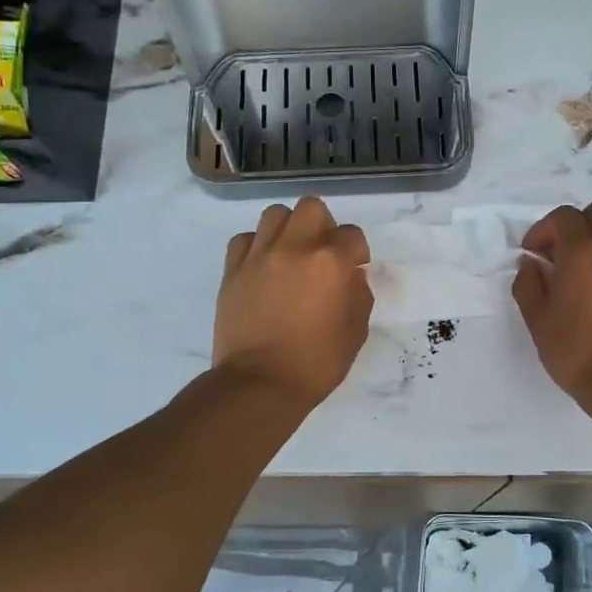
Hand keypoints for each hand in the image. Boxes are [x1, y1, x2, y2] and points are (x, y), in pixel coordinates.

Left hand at [214, 197, 371, 410]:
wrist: (259, 384)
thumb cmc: (316, 363)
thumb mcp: (355, 332)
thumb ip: (358, 295)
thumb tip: (352, 277)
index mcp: (331, 263)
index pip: (353, 234)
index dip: (357, 252)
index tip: (354, 270)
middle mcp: (295, 248)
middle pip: (312, 208)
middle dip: (323, 226)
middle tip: (322, 254)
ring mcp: (259, 256)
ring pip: (275, 214)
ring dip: (289, 229)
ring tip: (290, 255)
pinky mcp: (233, 270)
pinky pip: (245, 239)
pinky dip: (256, 246)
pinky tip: (263, 267)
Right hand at [512, 201, 591, 408]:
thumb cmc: (578, 352)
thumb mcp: (538, 321)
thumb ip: (529, 285)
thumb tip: (530, 264)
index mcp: (584, 252)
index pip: (564, 216)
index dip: (543, 230)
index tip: (533, 254)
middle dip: (575, 225)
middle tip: (559, 255)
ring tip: (580, 278)